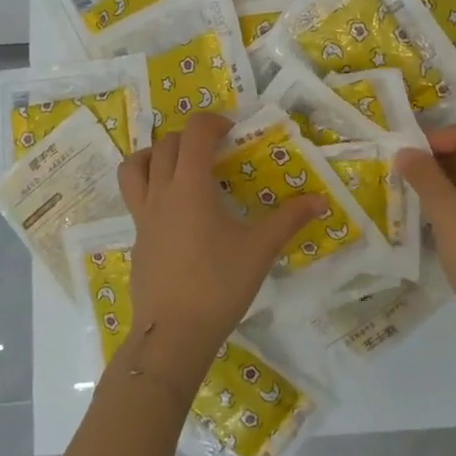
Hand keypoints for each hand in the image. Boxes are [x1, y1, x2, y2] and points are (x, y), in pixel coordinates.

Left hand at [116, 113, 325, 387]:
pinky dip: (151, 187)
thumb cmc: (219, 284)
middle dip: (190, 137)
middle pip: (165, 144)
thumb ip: (290, 219)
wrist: (174, 333)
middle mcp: (161, 193)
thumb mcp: (260, 249)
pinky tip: (176, 212)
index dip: (212, 121)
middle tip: (215, 150)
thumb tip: (321, 200)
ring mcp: (143, 216)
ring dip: (155, 155)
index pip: (194, 133)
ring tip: (180, 166)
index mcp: (190, 186)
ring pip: (135, 166)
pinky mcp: (137, 239)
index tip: (232, 132)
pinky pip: (135, 197)